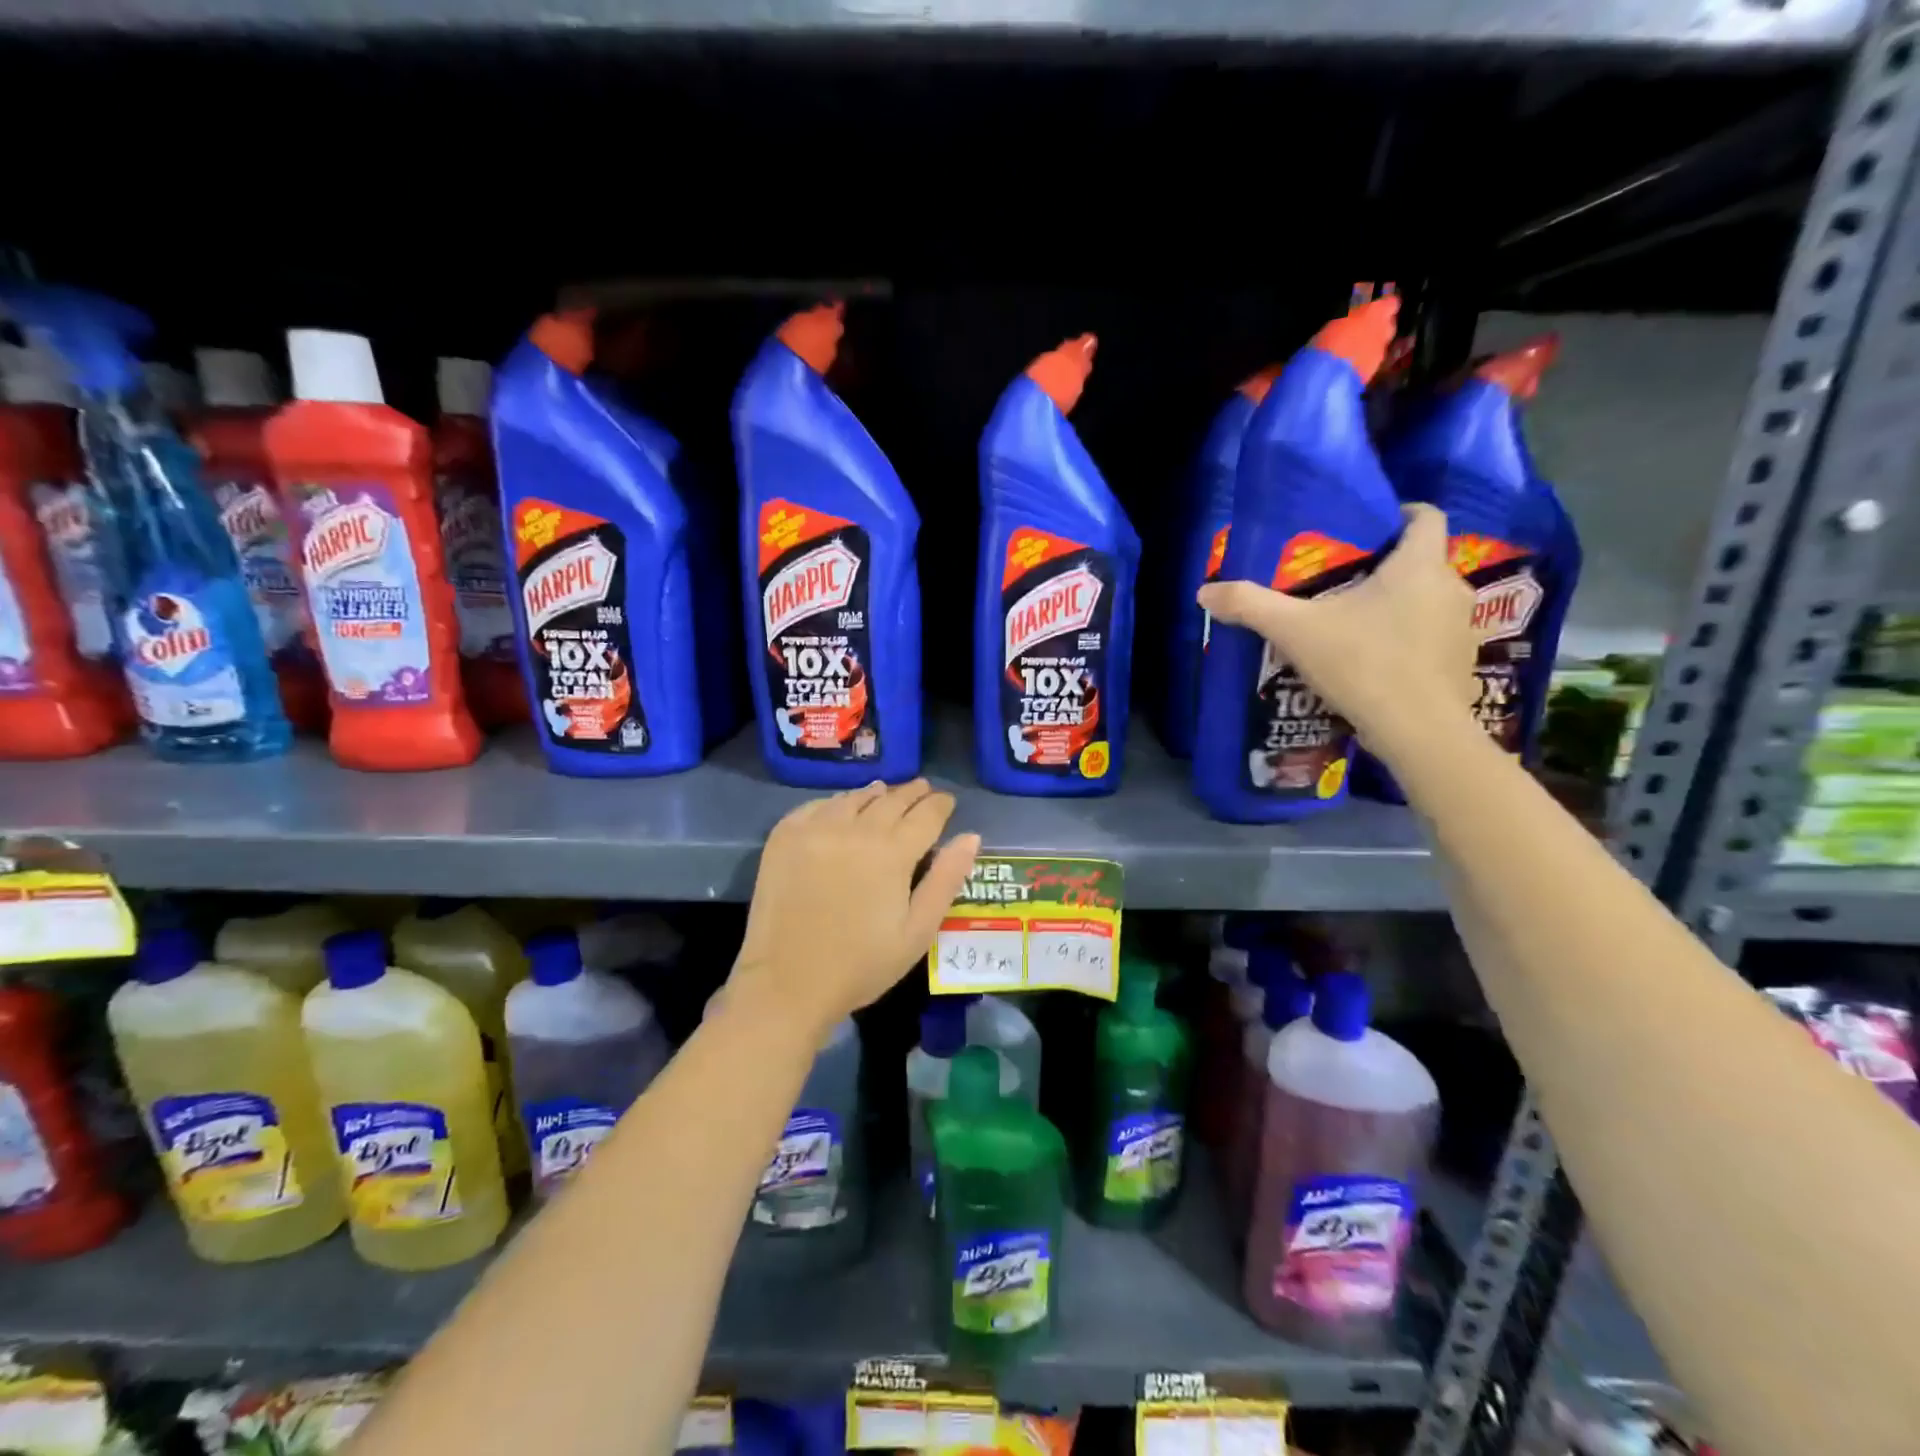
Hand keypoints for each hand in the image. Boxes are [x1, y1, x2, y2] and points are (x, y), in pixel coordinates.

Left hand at [731, 780, 981, 1039]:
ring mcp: (815, 829)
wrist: (787, 984)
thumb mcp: (917, 931)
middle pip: (891, 799)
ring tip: (885, 792)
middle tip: (923, 789)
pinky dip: (836, 803)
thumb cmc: (861, 965)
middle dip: (912, 794)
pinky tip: (840, 808)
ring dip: (875, 794)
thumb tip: (970, 836)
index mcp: (892, 852)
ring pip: (854, 798)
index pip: (926, 814)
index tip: (947, 801)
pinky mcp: (784, 837)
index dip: (940, 805)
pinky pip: (817, 806)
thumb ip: (946, 880)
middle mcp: (855, 828)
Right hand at [1197, 503, 1478, 758]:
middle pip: (1422, 561)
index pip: (1426, 516)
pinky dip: (1408, 640)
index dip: (1400, 513)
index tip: (1368, 529)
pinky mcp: (1461, 663)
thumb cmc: (1362, 664)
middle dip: (1387, 567)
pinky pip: (1432, 637)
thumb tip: (1205, 591)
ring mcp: (1463, 627)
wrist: (1418, 732)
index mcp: (1419, 565)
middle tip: (1343, 582)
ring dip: (1398, 605)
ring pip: (1427, 601)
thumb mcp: (1295, 631)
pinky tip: (1376, 662)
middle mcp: (1451, 587)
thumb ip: (1251, 606)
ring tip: (1355, 624)